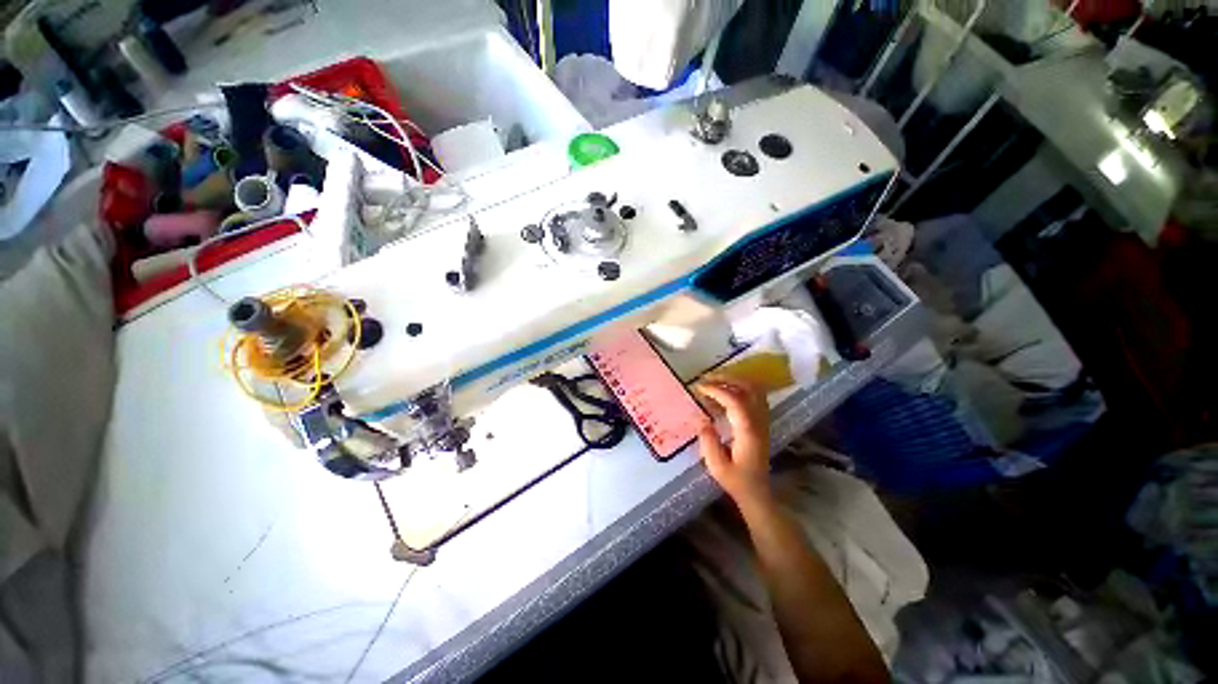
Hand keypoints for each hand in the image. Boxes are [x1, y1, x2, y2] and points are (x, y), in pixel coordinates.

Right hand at [695, 379, 771, 507]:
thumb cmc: (736, 481)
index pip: (735, 401)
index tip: (699, 387)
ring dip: (734, 381)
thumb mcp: (717, 466)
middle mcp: (759, 422)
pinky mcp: (761, 422)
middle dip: (727, 378)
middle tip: (707, 378)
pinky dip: (740, 388)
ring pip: (754, 389)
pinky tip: (725, 392)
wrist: (758, 492)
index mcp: (748, 432)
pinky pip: (754, 396)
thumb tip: (701, 419)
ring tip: (714, 381)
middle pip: (749, 388)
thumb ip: (708, 441)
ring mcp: (763, 420)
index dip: (717, 390)